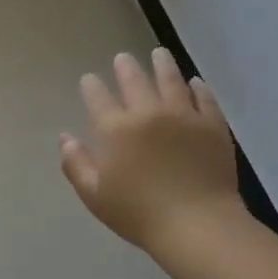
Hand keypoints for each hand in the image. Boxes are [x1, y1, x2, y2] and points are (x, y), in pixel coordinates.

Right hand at [60, 49, 242, 253]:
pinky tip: (195, 83)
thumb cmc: (139, 214)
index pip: (98, 97)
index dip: (91, 86)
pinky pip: (204, 98)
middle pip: (134, 80)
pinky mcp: (212, 125)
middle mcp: (148, 112)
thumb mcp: (95, 195)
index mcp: (116, 129)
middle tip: (123, 58)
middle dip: (125, 66)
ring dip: (162, 64)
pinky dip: (198, 87)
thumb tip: (65, 138)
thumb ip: (76, 164)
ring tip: (159, 54)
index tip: (89, 79)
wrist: (198, 224)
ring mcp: (184, 115)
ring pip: (171, 80)